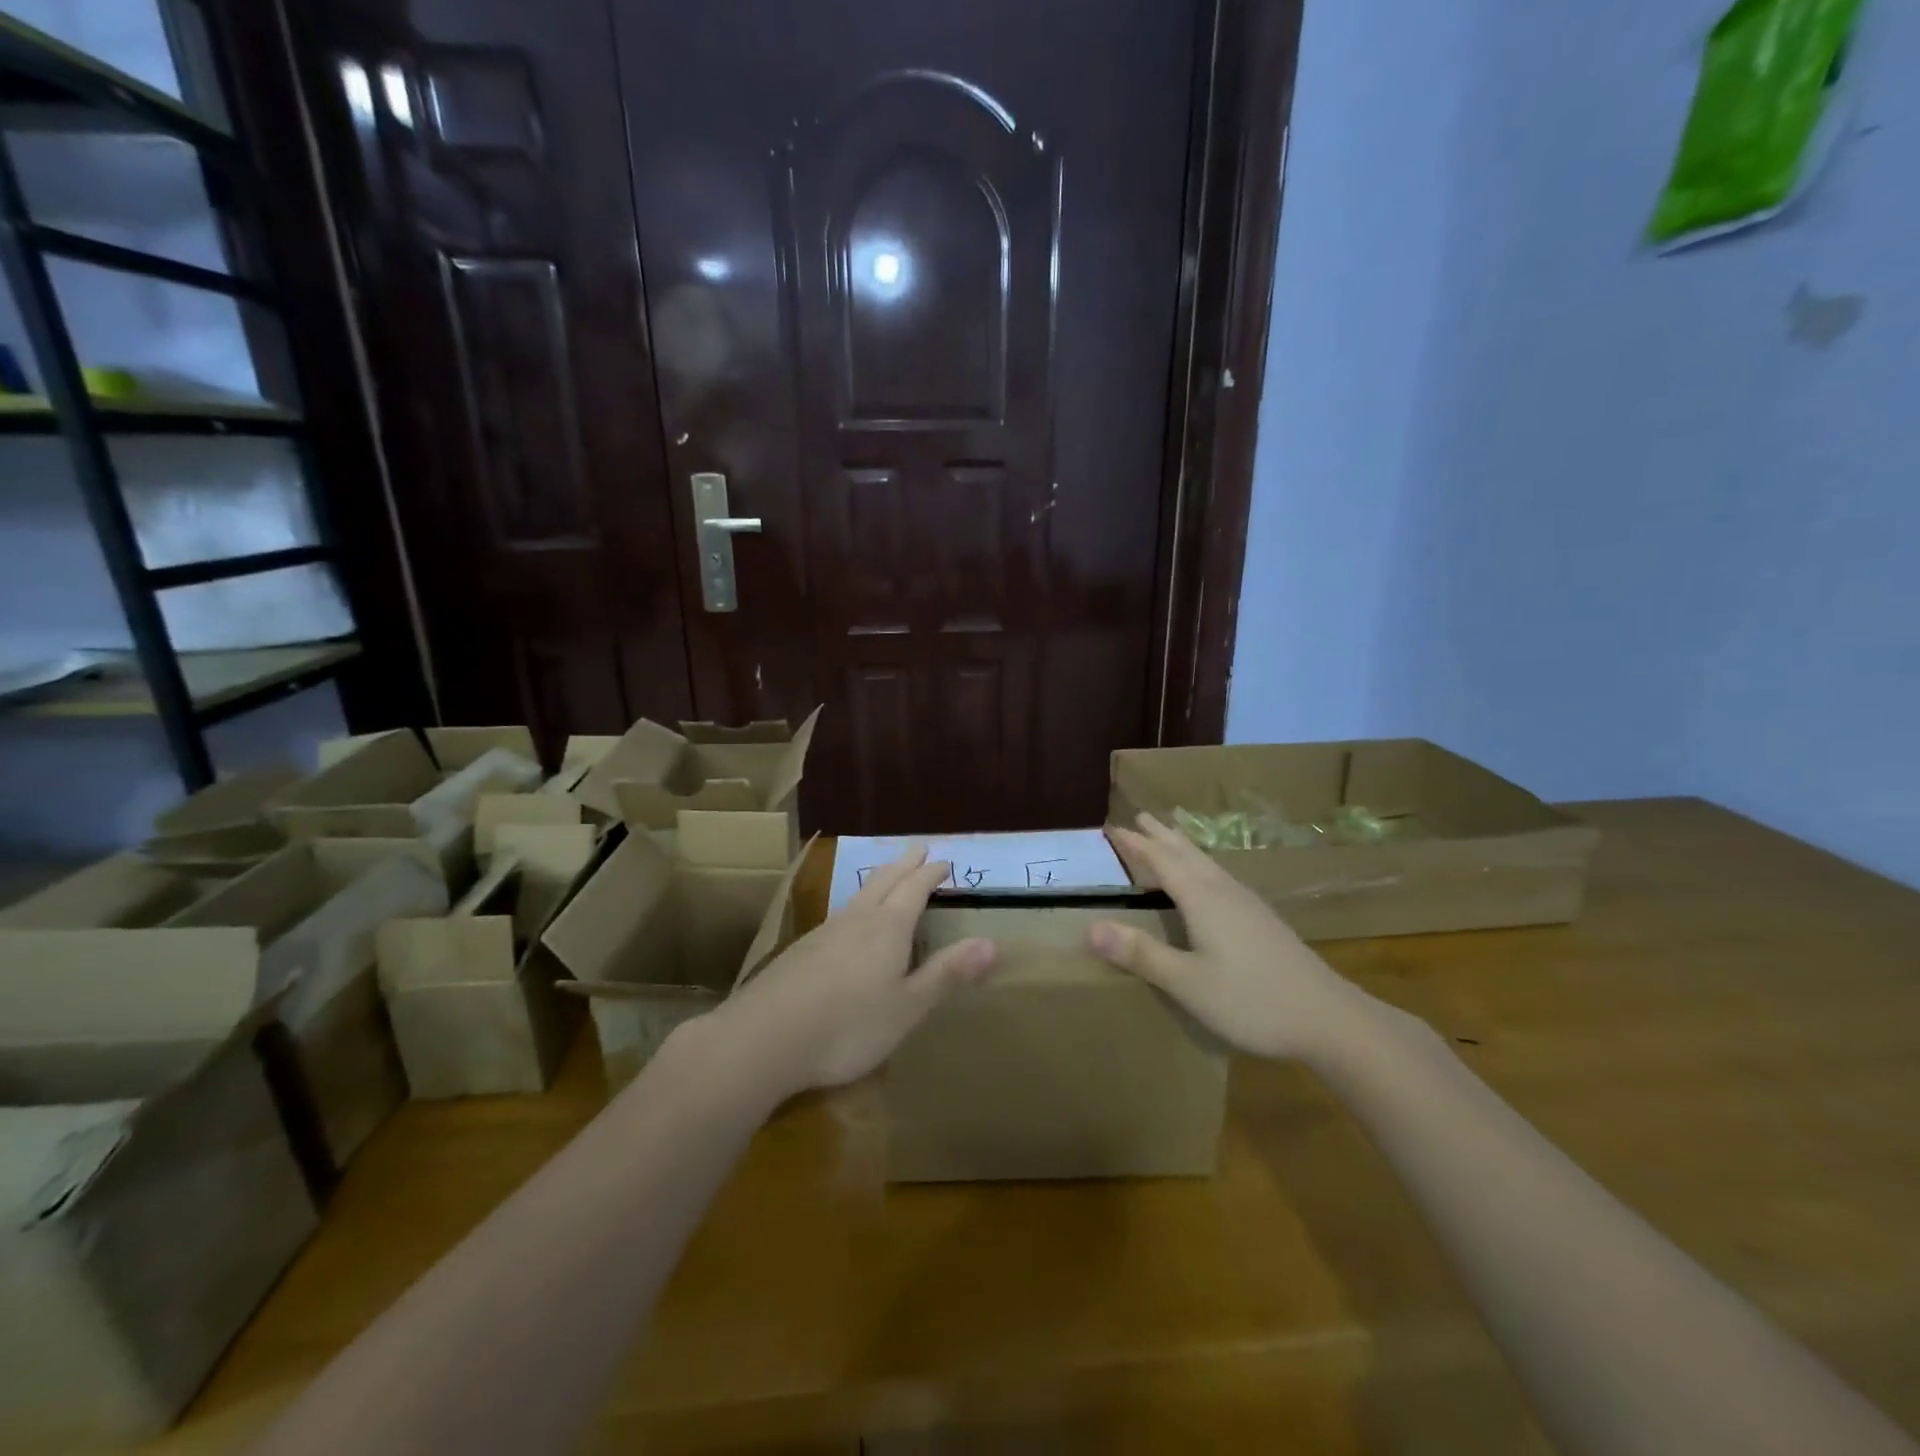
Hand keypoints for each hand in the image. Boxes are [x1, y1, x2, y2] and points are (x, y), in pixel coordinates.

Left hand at [709, 845, 995, 1097]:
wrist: (764, 1038)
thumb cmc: (848, 1026)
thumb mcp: (908, 1007)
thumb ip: (947, 974)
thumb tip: (992, 943)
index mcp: (887, 928)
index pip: (914, 889)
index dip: (931, 873)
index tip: (944, 860)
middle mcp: (856, 920)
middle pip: (884, 881)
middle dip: (904, 864)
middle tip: (917, 848)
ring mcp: (823, 933)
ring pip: (858, 895)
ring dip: (878, 880)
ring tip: (886, 876)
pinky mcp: (799, 952)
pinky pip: (838, 915)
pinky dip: (855, 905)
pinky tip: (846, 923)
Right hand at [1090, 813, 1376, 1061]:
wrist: (1329, 1018)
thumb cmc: (1251, 1000)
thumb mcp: (1187, 982)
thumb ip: (1141, 954)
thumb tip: (1090, 927)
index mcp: (1202, 899)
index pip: (1161, 860)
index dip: (1136, 844)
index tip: (1112, 827)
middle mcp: (1224, 892)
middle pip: (1187, 853)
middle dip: (1160, 835)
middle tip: (1139, 816)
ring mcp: (1248, 904)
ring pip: (1207, 863)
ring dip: (1182, 847)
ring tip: (1169, 836)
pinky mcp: (1263, 920)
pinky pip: (1220, 877)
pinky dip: (1201, 866)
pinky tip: (1209, 882)